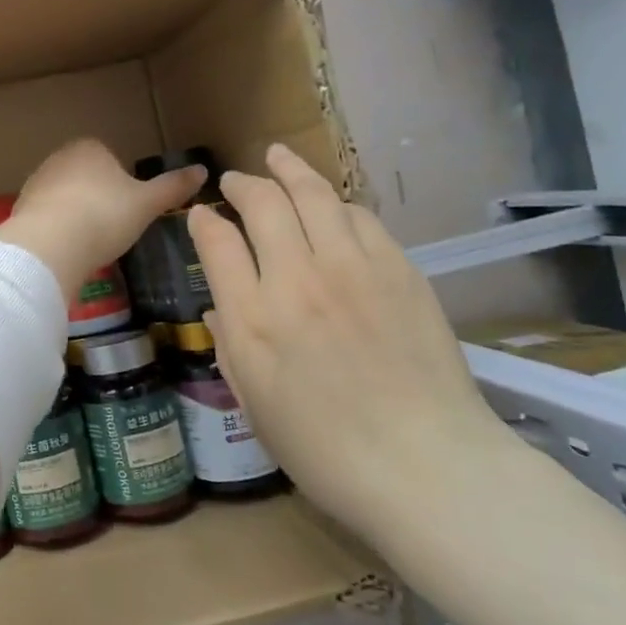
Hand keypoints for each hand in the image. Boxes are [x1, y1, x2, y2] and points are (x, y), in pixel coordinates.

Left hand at [0, 139, 205, 299]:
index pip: (109, 156)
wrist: (50, 244)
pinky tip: (67, 251)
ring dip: (75, 215)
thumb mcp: (147, 204)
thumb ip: (173, 187)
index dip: (122, 182)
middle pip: (85, 176)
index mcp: (89, 148)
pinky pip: (46, 218)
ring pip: (64, 197)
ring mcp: (35, 183)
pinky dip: (57, 231)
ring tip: (90, 243)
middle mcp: (58, 158)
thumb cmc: (104, 216)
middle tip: (111, 228)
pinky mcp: (20, 210)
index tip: (128, 208)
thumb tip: (203, 170)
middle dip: (97, 198)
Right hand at [188, 144, 512, 542]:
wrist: (425, 467)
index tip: (200, 215)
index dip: (203, 220)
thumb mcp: (254, 404)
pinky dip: (336, 202)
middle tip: (235, 181)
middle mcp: (297, 280)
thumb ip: (231, 345)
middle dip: (243, 184)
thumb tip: (220, 304)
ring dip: (290, 171)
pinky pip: (360, 217)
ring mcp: (352, 269)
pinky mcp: (399, 270)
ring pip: (315, 195)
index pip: (216, 242)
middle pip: (263, 203)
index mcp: (253, 320)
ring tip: (278, 158)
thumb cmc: (324, 450)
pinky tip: (331, 203)